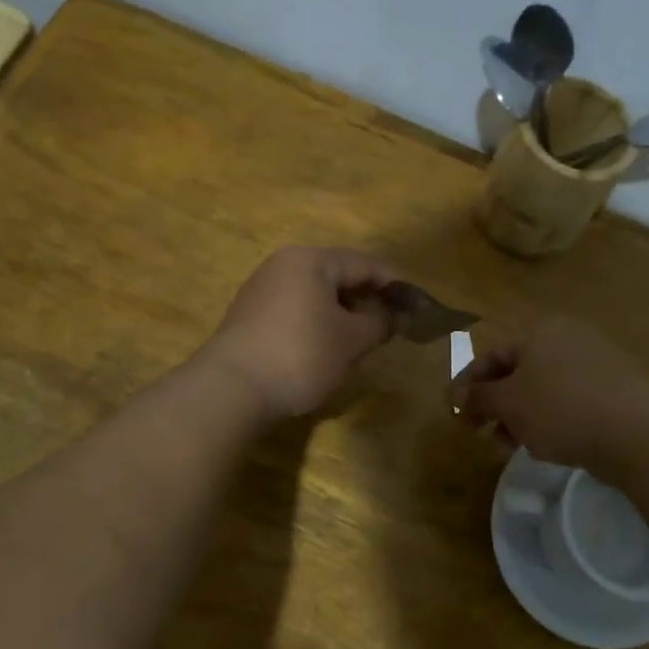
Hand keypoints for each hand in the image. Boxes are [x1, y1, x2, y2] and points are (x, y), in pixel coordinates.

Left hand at [201, 246, 398, 421]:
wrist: (232, 389)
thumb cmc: (300, 355)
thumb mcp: (351, 340)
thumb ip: (379, 322)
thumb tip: (393, 314)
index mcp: (311, 260)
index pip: (365, 263)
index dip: (394, 284)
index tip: (415, 306)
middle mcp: (284, 264)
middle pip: (338, 275)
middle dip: (366, 299)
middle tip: (390, 326)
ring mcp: (262, 289)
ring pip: (316, 294)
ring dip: (342, 313)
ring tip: (362, 340)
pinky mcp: (250, 316)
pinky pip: (296, 310)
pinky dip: (318, 323)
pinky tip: (326, 349)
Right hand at [451, 315, 648, 475]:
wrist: (636, 434)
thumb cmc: (561, 409)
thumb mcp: (509, 404)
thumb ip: (479, 398)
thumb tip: (457, 397)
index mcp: (541, 332)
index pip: (491, 356)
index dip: (468, 385)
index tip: (454, 413)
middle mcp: (569, 338)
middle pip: (517, 373)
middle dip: (495, 405)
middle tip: (479, 432)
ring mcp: (596, 363)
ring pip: (543, 390)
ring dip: (519, 417)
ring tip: (510, 446)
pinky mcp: (615, 389)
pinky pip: (569, 401)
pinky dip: (549, 419)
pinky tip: (546, 445)